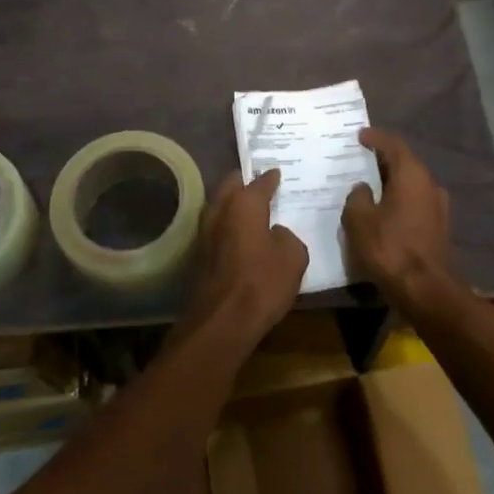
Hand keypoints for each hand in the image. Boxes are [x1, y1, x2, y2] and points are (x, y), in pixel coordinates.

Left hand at [186, 169, 307, 346]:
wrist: (223, 320)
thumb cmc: (263, 282)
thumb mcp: (293, 257)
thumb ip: (287, 237)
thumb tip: (275, 233)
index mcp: (244, 203)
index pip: (260, 181)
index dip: (271, 177)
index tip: (278, 172)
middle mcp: (220, 210)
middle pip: (231, 186)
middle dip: (244, 182)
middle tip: (260, 183)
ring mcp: (205, 232)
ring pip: (220, 206)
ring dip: (233, 203)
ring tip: (251, 206)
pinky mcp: (199, 253)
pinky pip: (218, 228)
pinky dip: (229, 224)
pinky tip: (241, 232)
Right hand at [343, 129, 461, 312]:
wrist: (426, 289)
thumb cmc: (390, 248)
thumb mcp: (360, 220)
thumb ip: (357, 197)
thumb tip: (363, 188)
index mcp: (411, 174)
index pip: (393, 144)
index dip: (375, 137)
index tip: (360, 135)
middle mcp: (429, 184)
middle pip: (404, 162)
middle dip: (382, 158)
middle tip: (360, 157)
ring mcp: (437, 206)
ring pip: (410, 183)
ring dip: (391, 180)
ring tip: (368, 183)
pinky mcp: (438, 225)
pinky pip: (414, 201)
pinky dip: (398, 198)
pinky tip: (382, 208)